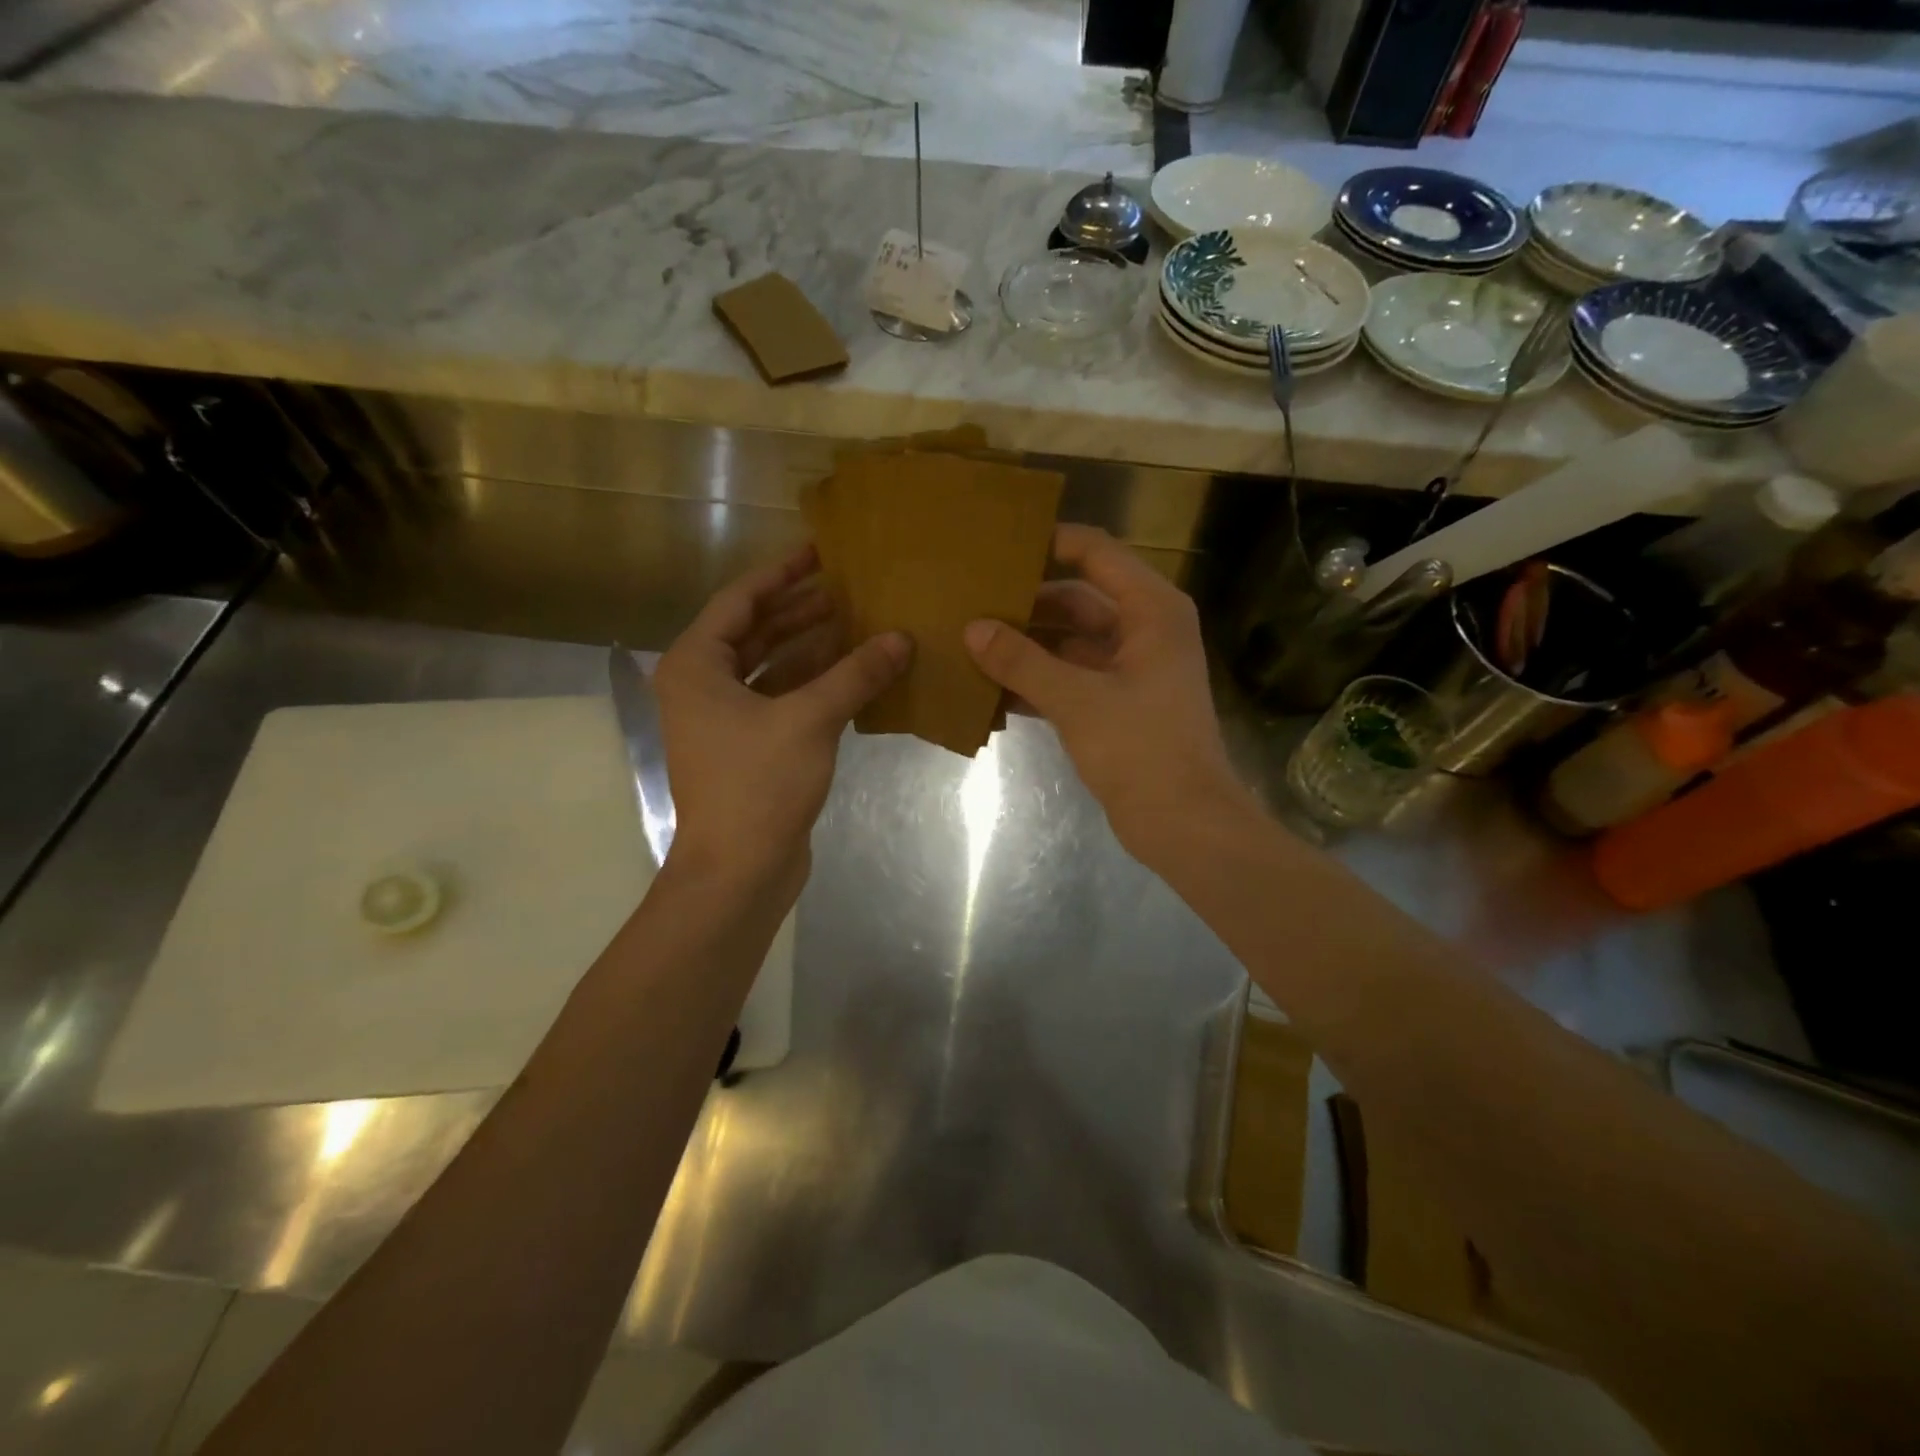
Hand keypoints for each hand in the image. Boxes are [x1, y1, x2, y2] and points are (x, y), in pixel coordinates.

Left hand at [653, 547, 910, 900]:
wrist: (738, 869)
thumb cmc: (758, 784)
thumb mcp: (810, 719)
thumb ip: (855, 674)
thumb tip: (901, 638)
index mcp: (696, 666)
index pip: (739, 601)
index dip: (781, 574)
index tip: (819, 552)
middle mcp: (703, 686)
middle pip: (755, 632)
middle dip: (800, 610)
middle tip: (848, 587)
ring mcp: (725, 719)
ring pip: (771, 667)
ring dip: (811, 647)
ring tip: (857, 622)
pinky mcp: (749, 747)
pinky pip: (782, 699)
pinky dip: (813, 684)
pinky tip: (852, 672)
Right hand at [965, 525, 1244, 854]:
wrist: (1184, 823)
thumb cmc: (1141, 749)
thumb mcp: (1076, 700)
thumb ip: (1022, 661)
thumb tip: (973, 629)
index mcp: (1151, 611)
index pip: (1096, 553)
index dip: (1049, 543)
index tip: (997, 545)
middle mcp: (1144, 631)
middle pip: (1077, 600)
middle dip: (1027, 602)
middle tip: (970, 598)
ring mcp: (1130, 671)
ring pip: (1069, 643)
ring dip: (1026, 645)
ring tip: (970, 640)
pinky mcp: (1116, 706)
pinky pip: (1069, 679)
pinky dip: (1036, 681)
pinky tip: (989, 687)